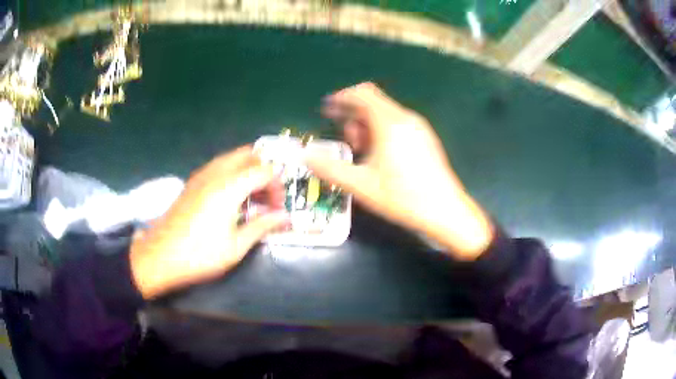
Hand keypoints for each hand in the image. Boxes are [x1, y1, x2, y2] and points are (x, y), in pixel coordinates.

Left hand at [130, 146, 287, 298]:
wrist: (160, 256)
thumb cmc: (199, 255)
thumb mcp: (235, 246)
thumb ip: (262, 226)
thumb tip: (283, 217)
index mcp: (229, 187)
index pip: (264, 171)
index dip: (277, 187)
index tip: (277, 209)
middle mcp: (216, 173)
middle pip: (249, 156)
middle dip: (264, 172)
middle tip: (266, 197)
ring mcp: (201, 176)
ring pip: (232, 158)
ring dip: (248, 171)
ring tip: (251, 199)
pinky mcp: (192, 183)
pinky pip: (219, 167)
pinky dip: (232, 174)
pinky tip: (230, 199)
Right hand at [306, 83, 493, 259]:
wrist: (445, 211)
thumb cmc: (402, 197)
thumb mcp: (361, 185)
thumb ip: (330, 168)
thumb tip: (305, 156)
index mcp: (390, 122)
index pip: (363, 94)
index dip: (342, 97)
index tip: (328, 108)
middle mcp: (406, 118)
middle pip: (373, 104)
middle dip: (353, 116)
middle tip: (343, 139)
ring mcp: (419, 128)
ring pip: (385, 115)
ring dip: (367, 126)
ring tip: (360, 151)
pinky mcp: (425, 139)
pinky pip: (397, 125)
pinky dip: (381, 132)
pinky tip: (379, 156)